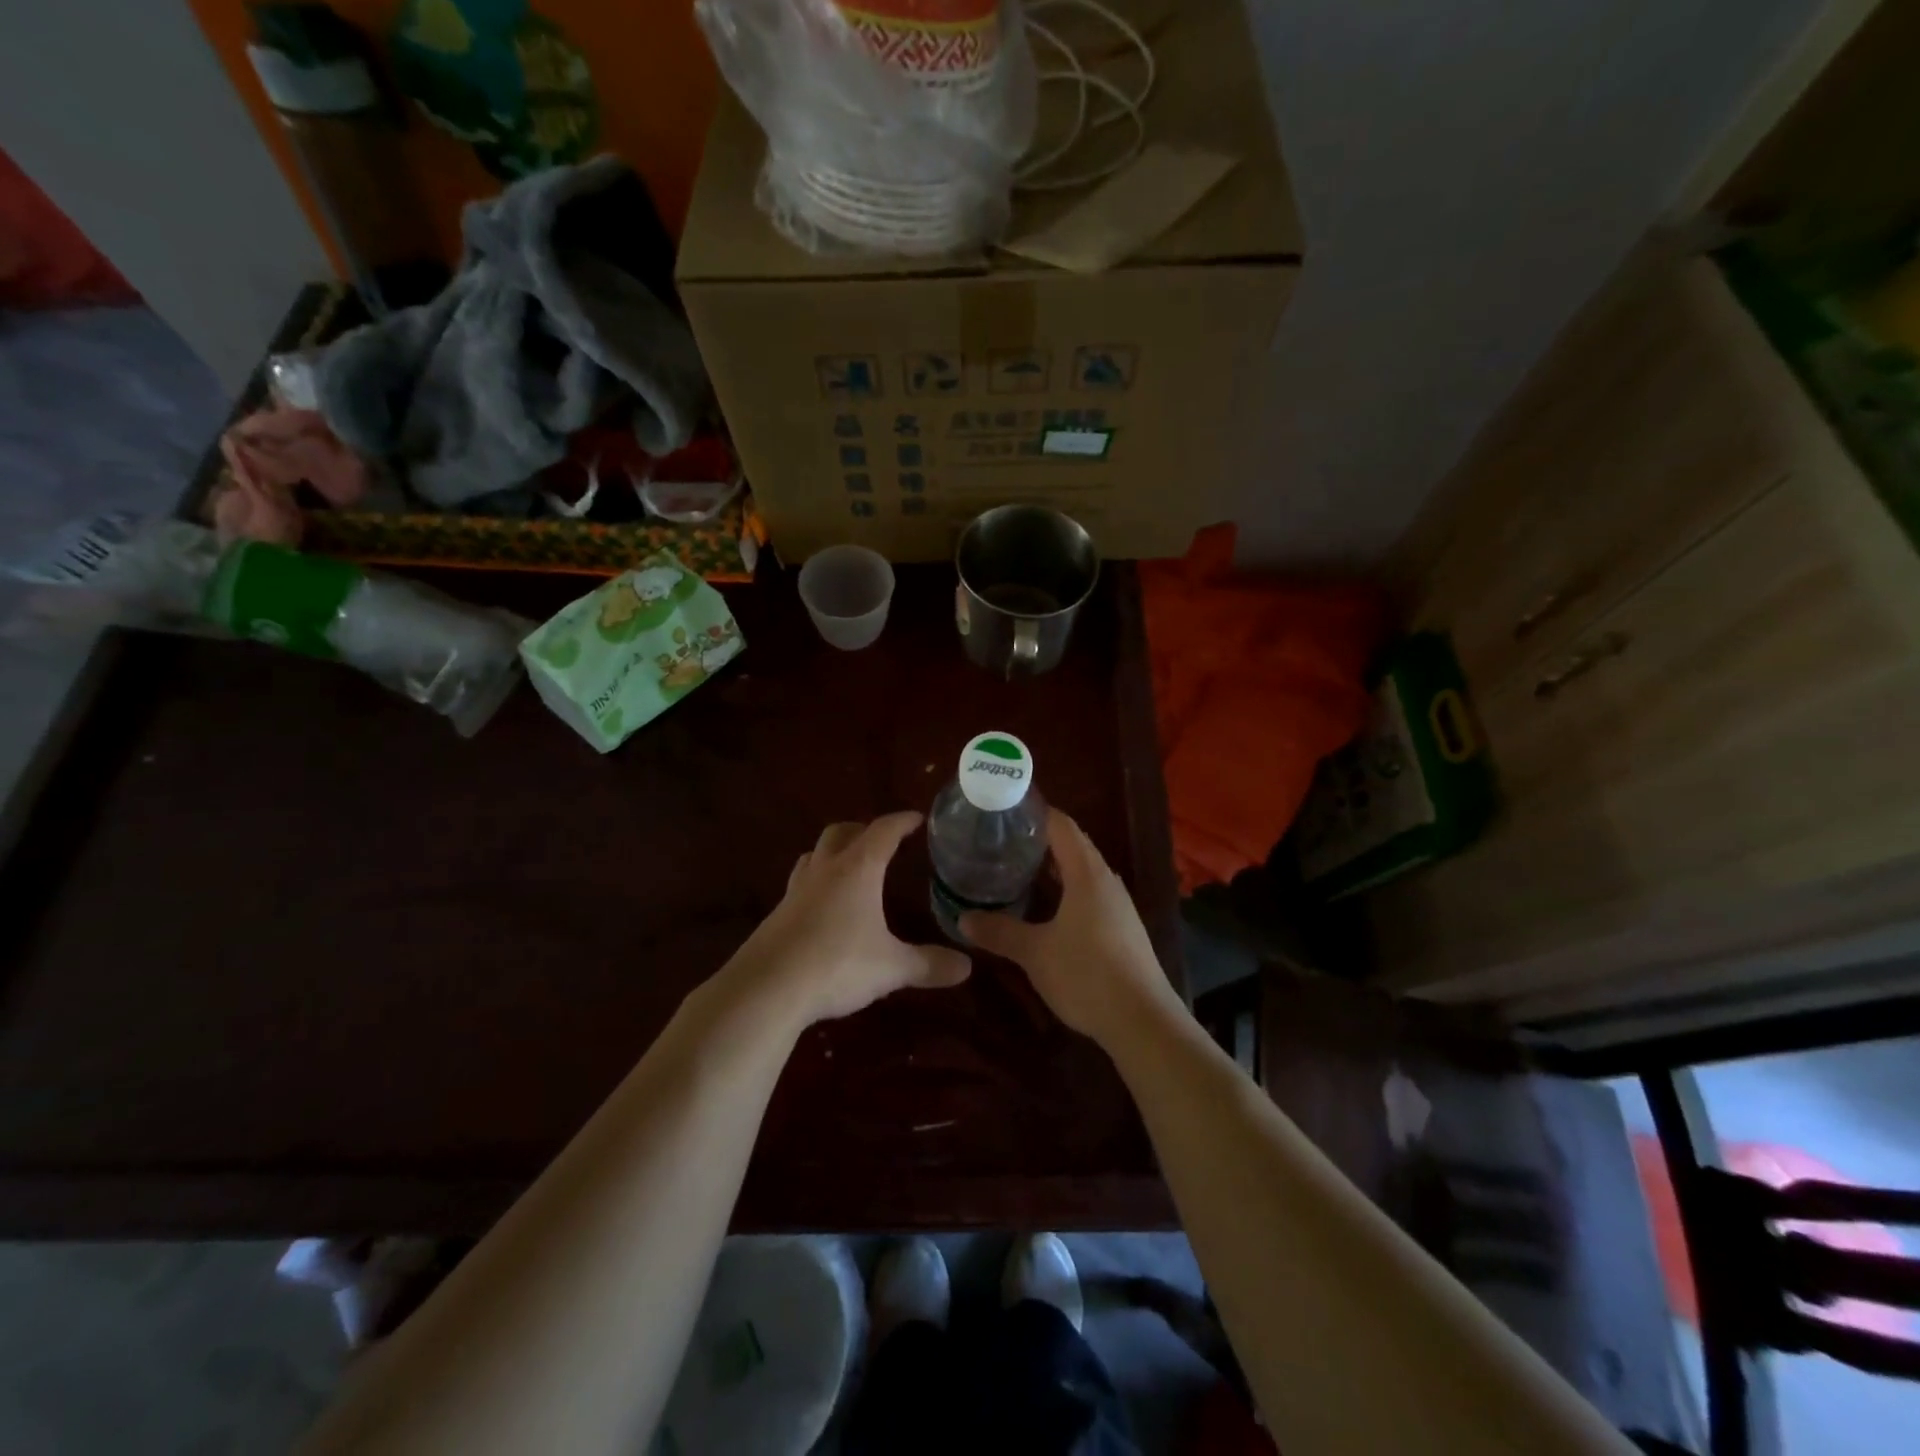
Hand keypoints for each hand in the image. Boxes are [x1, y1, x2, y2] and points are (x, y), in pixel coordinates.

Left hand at [729, 812, 971, 1027]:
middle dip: (862, 829)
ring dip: (833, 851)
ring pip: (814, 854)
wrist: (766, 989)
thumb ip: (929, 964)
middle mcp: (825, 871)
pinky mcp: (776, 915)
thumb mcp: (891, 968)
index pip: (883, 831)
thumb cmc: (837, 965)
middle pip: (841, 832)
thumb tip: (967, 966)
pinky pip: (800, 884)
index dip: (901, 821)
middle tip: (881, 839)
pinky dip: (816, 883)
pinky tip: (823, 908)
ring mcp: (795, 891)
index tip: (916, 818)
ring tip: (849, 865)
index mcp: (857, 870)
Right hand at [962, 809, 1181, 1046]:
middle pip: (1073, 845)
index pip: (1061, 825)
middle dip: (1039, 841)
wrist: (1143, 1021)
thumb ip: (999, 932)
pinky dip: (1066, 890)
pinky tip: (1046, 909)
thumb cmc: (1086, 974)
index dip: (1034, 813)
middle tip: (1001, 842)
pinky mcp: (1122, 927)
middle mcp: (1106, 880)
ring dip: (1053, 868)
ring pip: (1082, 872)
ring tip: (1016, 871)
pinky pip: (1090, 894)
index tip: (1003, 811)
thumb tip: (963, 918)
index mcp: (1087, 873)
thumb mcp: (1035, 953)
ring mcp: (1118, 905)